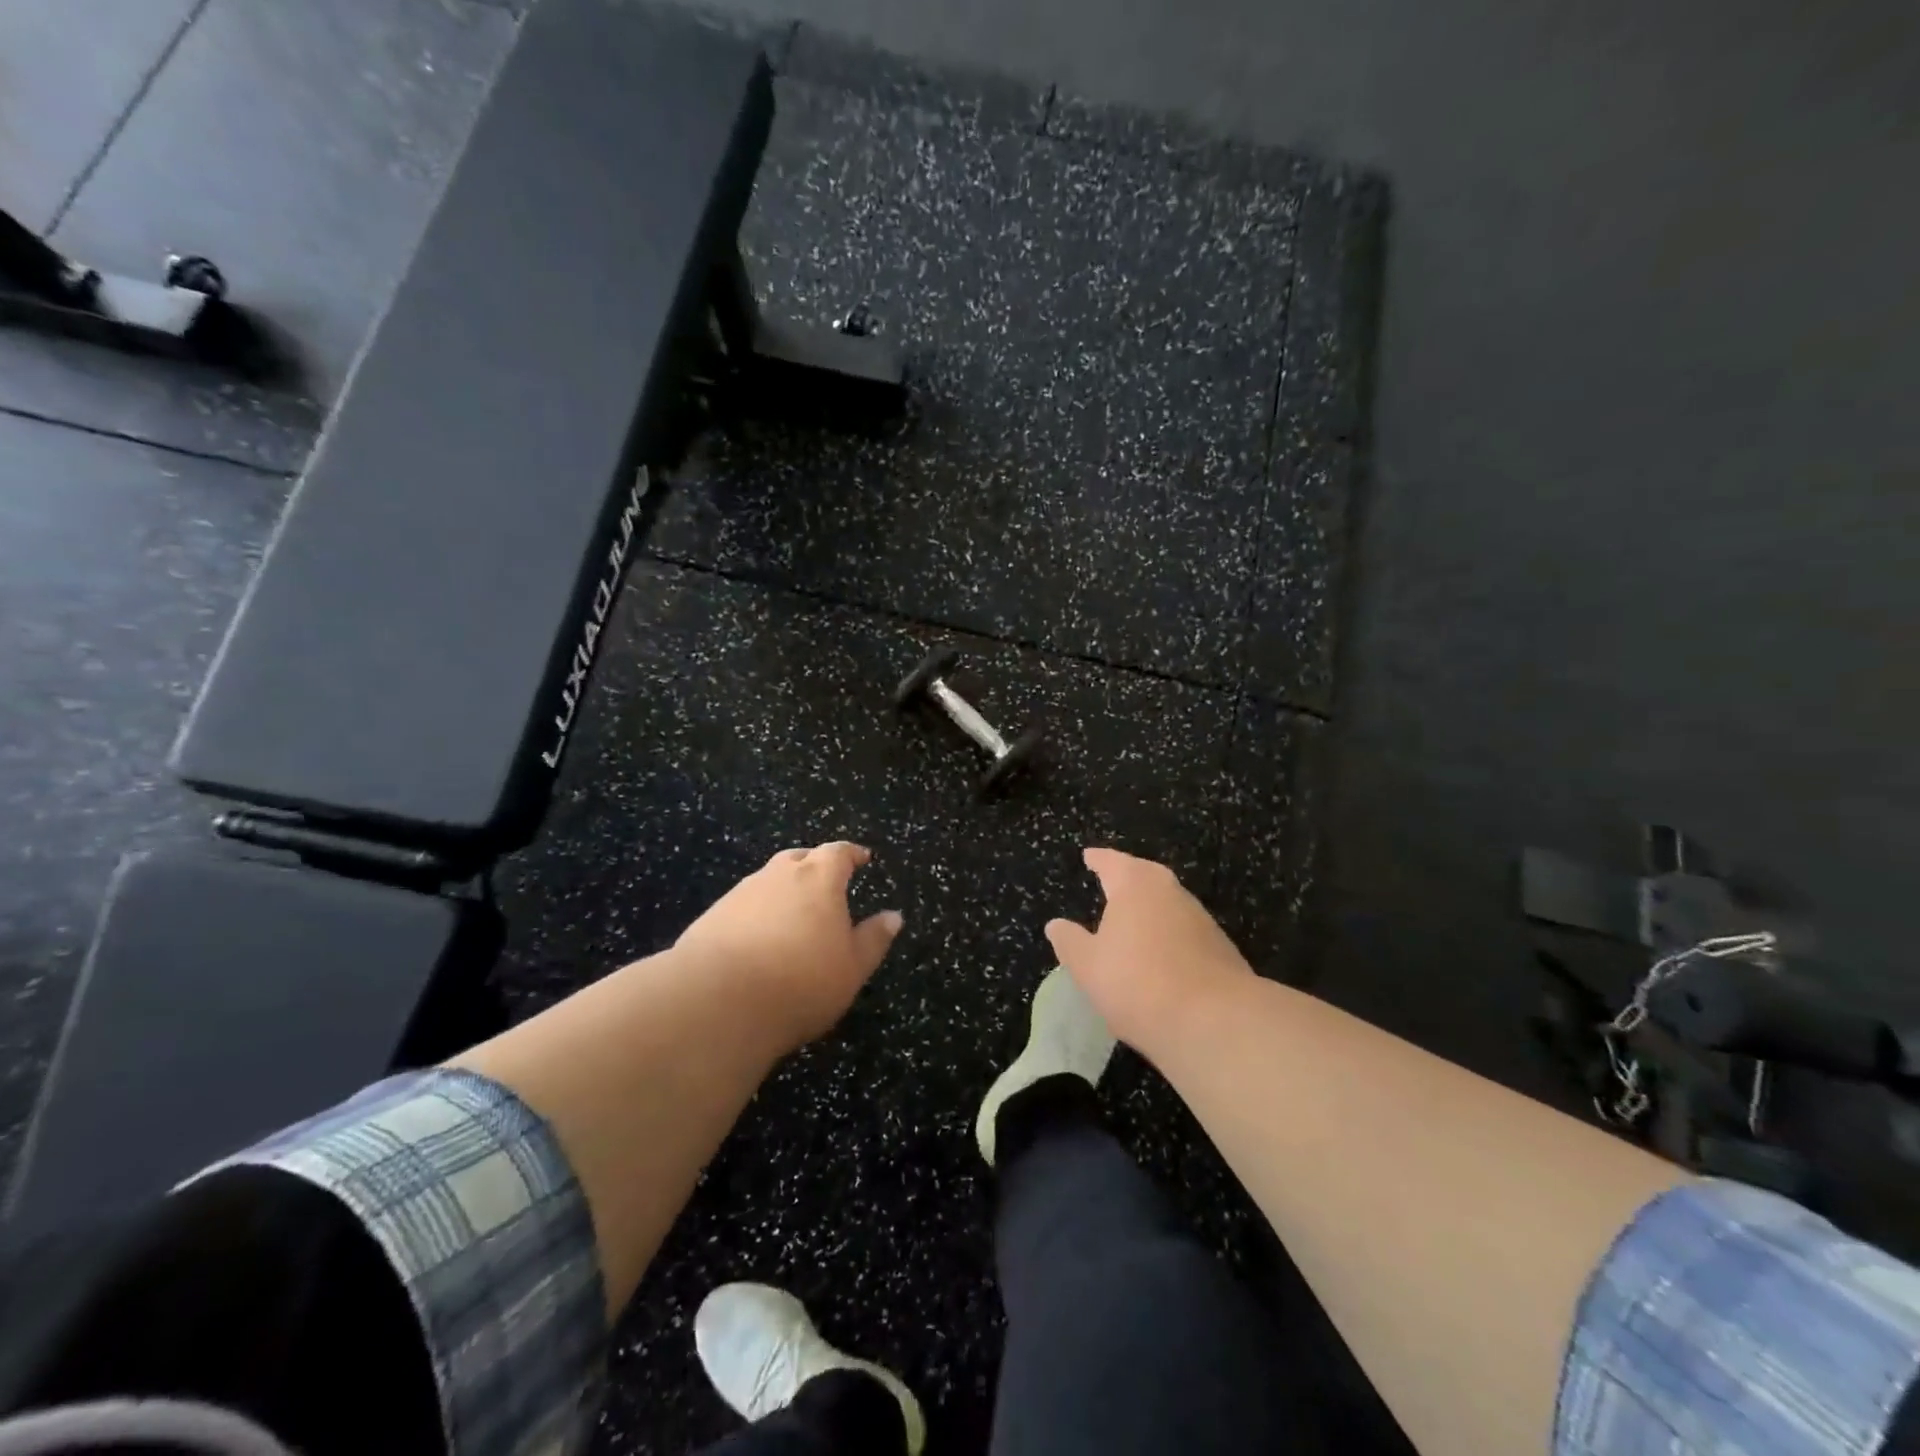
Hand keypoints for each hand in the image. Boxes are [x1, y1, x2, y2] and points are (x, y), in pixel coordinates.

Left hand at [674, 842, 902, 1051]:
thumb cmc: (801, 982)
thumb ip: (873, 939)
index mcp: (819, 879)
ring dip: (782, 889)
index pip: (838, 853)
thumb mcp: (852, 968)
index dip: (851, 854)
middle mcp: (778, 875)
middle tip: (826, 880)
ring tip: (792, 913)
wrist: (718, 1002)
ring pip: (768, 880)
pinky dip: (756, 913)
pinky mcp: (712, 917)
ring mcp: (741, 894)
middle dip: (814, 865)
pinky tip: (757, 939)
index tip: (862, 857)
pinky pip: (743, 906)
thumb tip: (893, 916)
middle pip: (799, 858)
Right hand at [1045, 848, 1254, 1051]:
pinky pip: (1185, 931)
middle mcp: (1171, 892)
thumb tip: (1057, 924)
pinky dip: (1168, 935)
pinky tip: (1160, 955)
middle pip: (1145, 876)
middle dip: (1128, 878)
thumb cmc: (1137, 983)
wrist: (1215, 1022)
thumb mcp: (1087, 966)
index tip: (1089, 856)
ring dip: (1150, 908)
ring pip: (1168, 903)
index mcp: (1135, 885)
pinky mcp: (1221, 948)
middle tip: (1111, 881)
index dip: (1098, 860)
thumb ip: (1070, 941)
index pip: (1112, 862)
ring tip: (1132, 920)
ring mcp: (1201, 919)